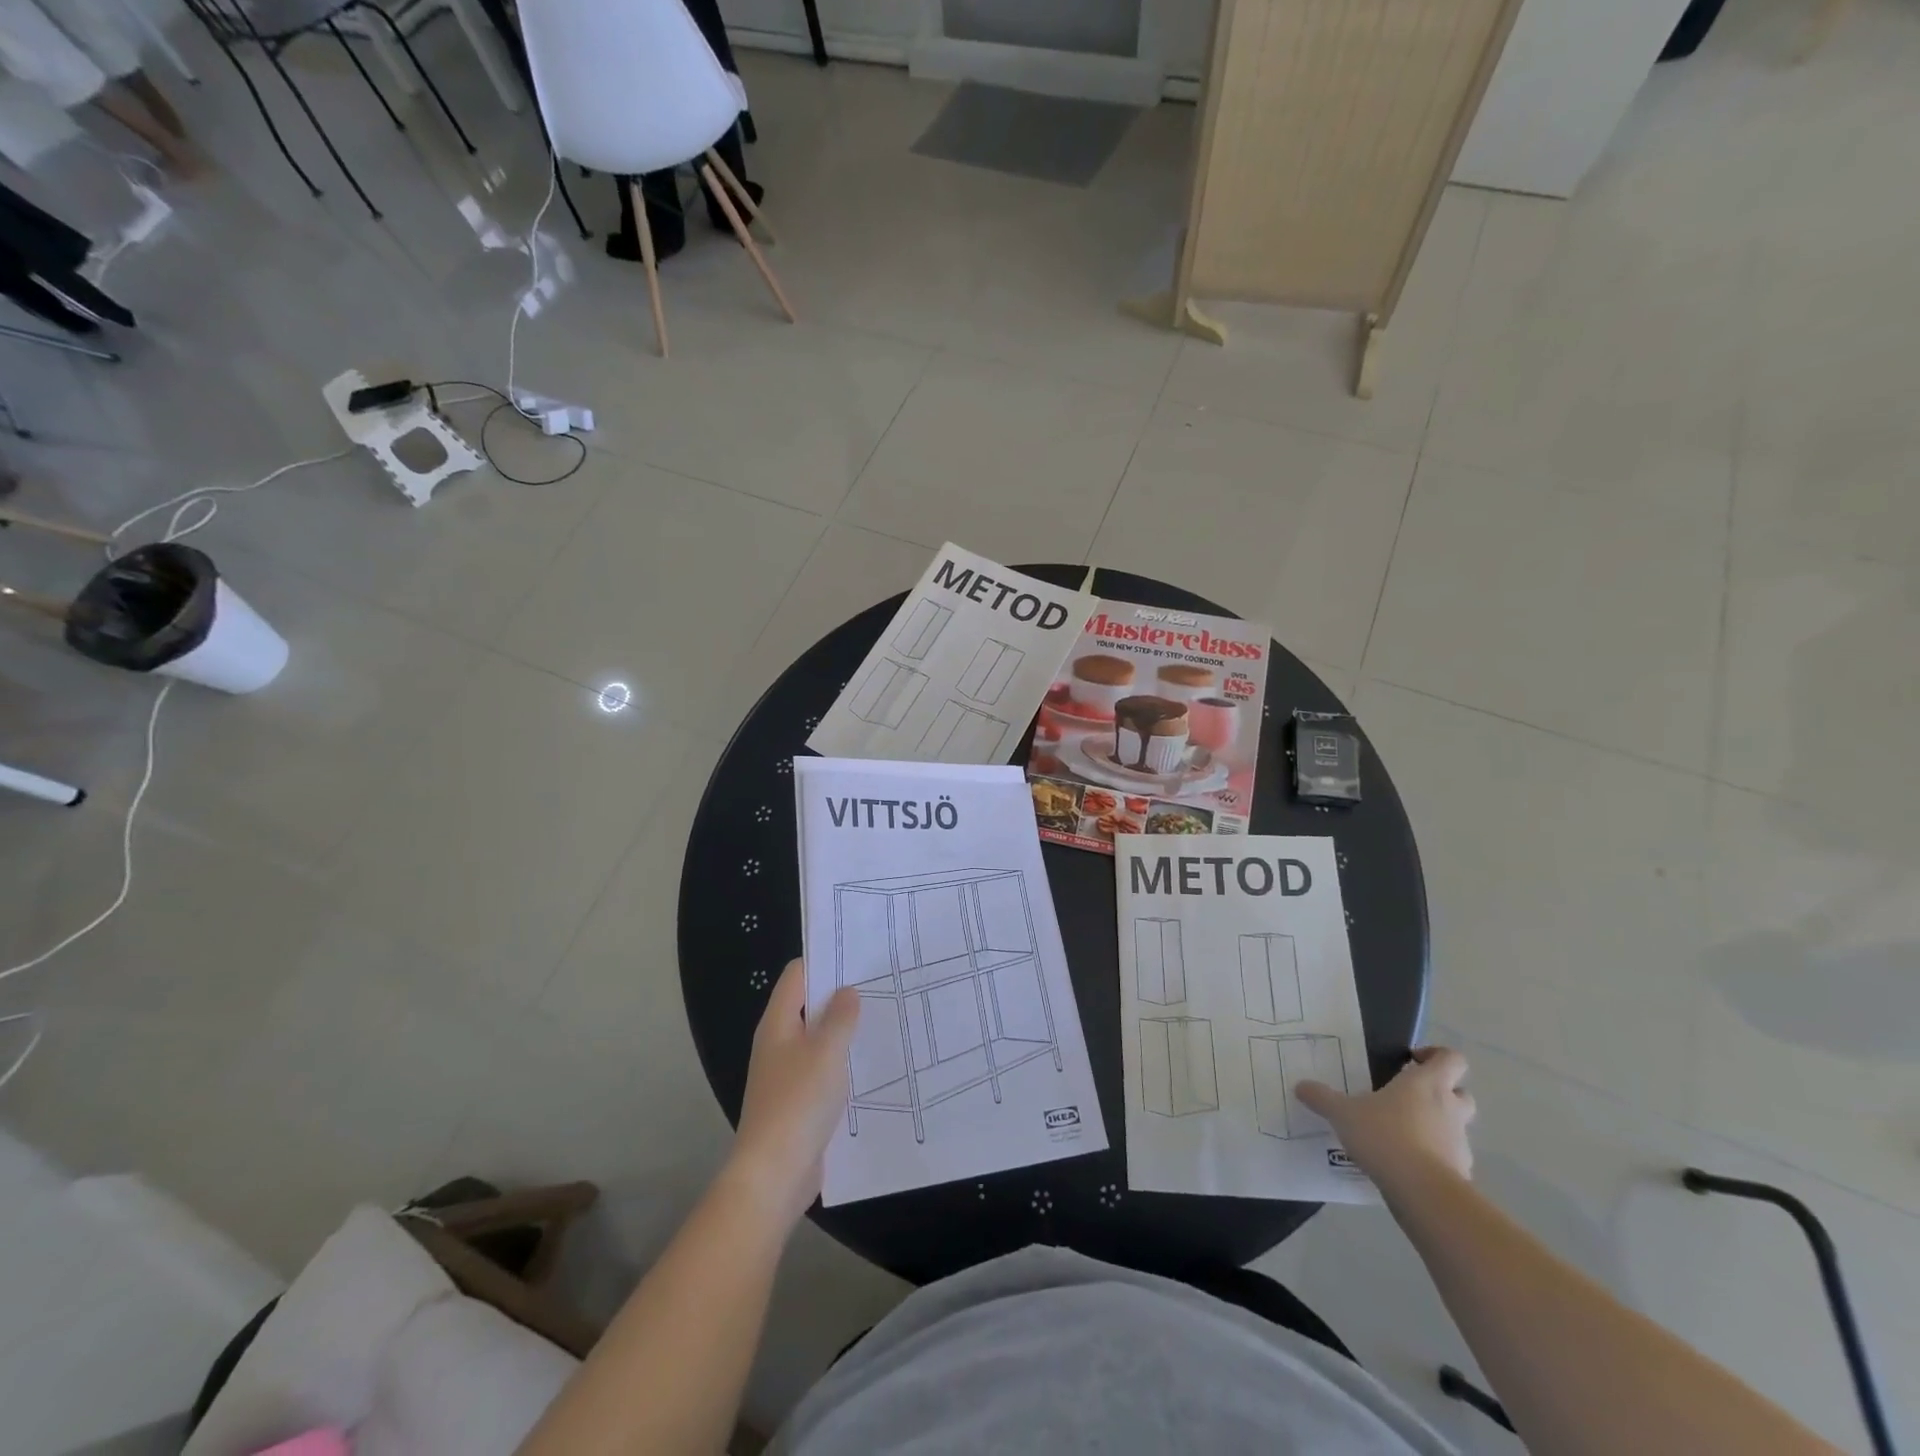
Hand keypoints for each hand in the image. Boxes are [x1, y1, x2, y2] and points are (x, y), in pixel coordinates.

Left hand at [723, 959, 859, 1228]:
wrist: (774, 1175)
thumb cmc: (798, 1103)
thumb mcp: (826, 1052)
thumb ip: (840, 1018)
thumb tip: (847, 991)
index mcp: (778, 1023)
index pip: (797, 975)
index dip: (824, 960)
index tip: (859, 956)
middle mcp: (779, 1043)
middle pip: (809, 1005)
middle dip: (841, 996)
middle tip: (880, 985)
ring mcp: (787, 1073)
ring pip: (819, 1039)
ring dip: (845, 1031)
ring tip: (884, 1019)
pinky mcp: (799, 1101)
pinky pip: (823, 1069)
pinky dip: (843, 1062)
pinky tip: (870, 1064)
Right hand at [1295, 1046, 1475, 1196]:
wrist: (1423, 1193)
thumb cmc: (1385, 1136)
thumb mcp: (1343, 1113)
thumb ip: (1322, 1098)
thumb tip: (1300, 1086)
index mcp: (1426, 1084)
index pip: (1451, 1059)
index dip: (1435, 1055)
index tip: (1411, 1060)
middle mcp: (1449, 1108)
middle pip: (1462, 1092)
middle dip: (1442, 1093)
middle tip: (1410, 1098)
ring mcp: (1460, 1142)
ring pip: (1457, 1127)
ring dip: (1437, 1127)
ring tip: (1403, 1135)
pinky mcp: (1462, 1173)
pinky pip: (1451, 1158)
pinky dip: (1436, 1158)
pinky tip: (1408, 1166)